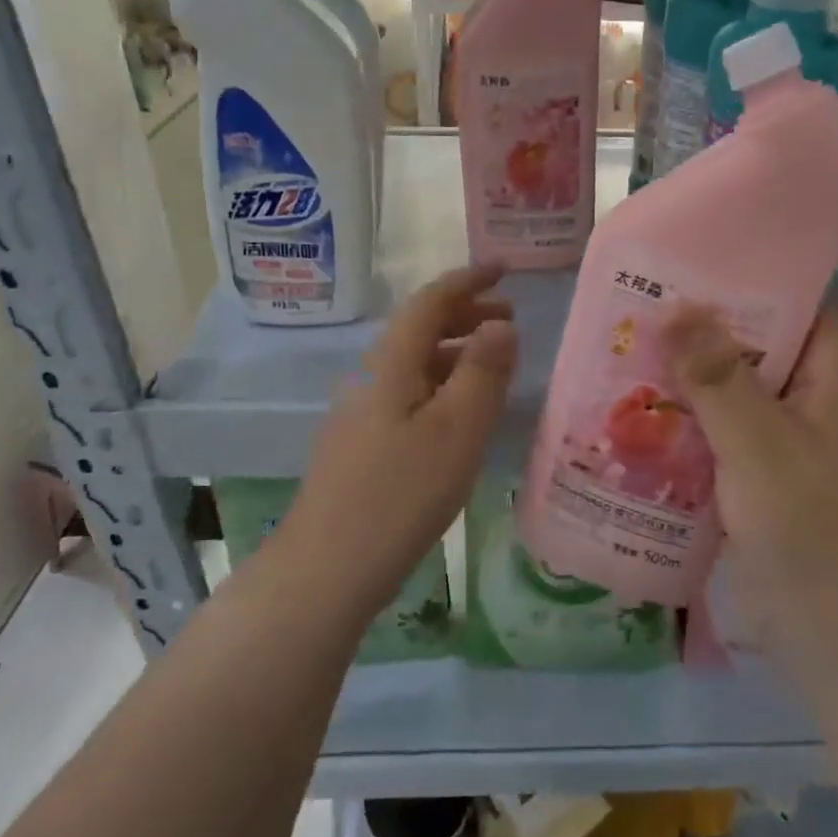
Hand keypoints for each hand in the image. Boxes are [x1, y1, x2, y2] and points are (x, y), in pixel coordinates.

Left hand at [291, 266, 516, 611]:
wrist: (327, 568)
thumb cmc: (401, 494)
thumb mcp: (457, 430)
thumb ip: (483, 372)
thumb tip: (502, 323)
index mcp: (392, 363)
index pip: (430, 301)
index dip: (468, 280)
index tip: (504, 268)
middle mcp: (371, 377)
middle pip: (419, 329)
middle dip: (466, 314)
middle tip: (511, 319)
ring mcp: (361, 412)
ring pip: (414, 364)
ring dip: (456, 351)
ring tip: (496, 364)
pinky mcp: (361, 444)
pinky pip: (409, 393)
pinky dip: (442, 385)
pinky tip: (459, 414)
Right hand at [659, 301, 837, 672]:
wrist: (836, 641)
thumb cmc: (808, 530)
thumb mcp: (758, 444)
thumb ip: (717, 376)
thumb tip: (675, 306)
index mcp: (833, 386)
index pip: (809, 310)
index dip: (764, 281)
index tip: (705, 265)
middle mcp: (816, 411)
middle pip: (765, 352)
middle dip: (710, 333)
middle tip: (649, 310)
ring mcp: (793, 453)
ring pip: (740, 400)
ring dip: (695, 384)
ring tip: (635, 358)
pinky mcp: (769, 489)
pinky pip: (728, 442)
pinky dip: (694, 430)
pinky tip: (646, 425)